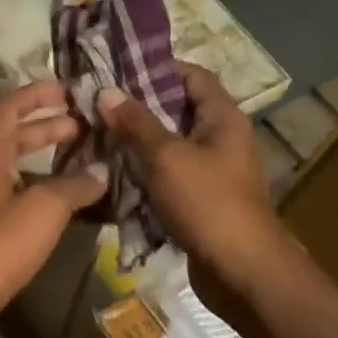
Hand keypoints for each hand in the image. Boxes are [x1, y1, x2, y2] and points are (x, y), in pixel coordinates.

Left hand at [0, 81, 107, 337]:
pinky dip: (39, 188)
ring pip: (13, 166)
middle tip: (86, 127)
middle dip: (48, 127)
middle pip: (12, 135)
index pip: (9, 107)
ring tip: (82, 161)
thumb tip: (100, 169)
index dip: (37, 93)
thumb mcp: (45, 208)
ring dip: (45, 159)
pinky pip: (13, 193)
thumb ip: (75, 184)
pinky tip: (65, 202)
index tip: (70, 90)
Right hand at [98, 63, 282, 290]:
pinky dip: (143, 168)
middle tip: (99, 103)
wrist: (238, 269)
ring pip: (169, 143)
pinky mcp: (199, 197)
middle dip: (139, 106)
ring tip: (98, 133)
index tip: (118, 69)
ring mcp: (211, 170)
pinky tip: (113, 169)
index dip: (158, 67)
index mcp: (222, 118)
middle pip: (177, 109)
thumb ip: (136, 122)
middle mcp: (220, 138)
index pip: (193, 76)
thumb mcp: (166, 156)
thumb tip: (106, 91)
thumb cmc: (207, 202)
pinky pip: (168, 172)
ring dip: (137, 140)